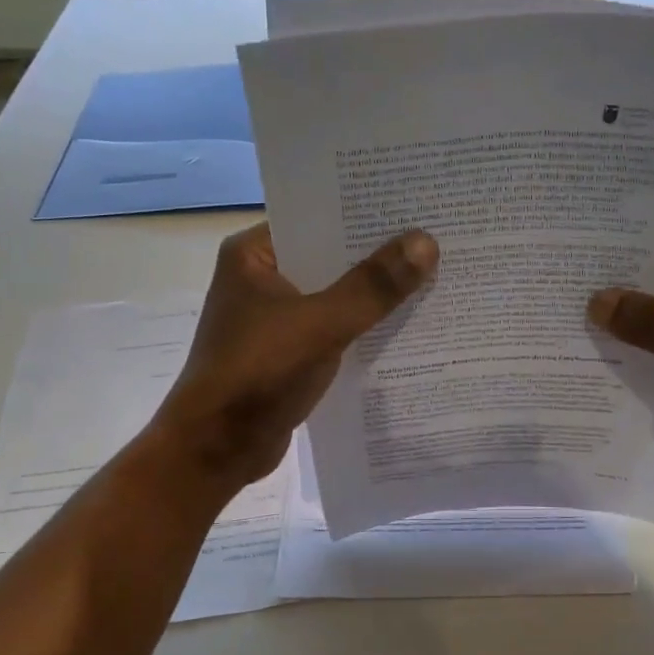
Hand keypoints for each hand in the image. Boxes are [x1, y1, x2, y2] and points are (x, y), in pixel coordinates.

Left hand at [151, 223, 438, 490]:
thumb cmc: (258, 374)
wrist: (216, 449)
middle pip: (330, 257)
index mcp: (253, 254)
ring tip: (434, 277)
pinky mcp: (287, 353)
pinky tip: (406, 327)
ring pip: (334, 296)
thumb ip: (373, 286)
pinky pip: (333, 329)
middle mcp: (262, 278)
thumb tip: (426, 242)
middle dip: (378, 256)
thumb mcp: (321, 324)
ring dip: (373, 295)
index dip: (365, 213)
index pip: (317, 218)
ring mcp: (273, 318)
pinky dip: (362, 329)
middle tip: (437, 239)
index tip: (416, 205)